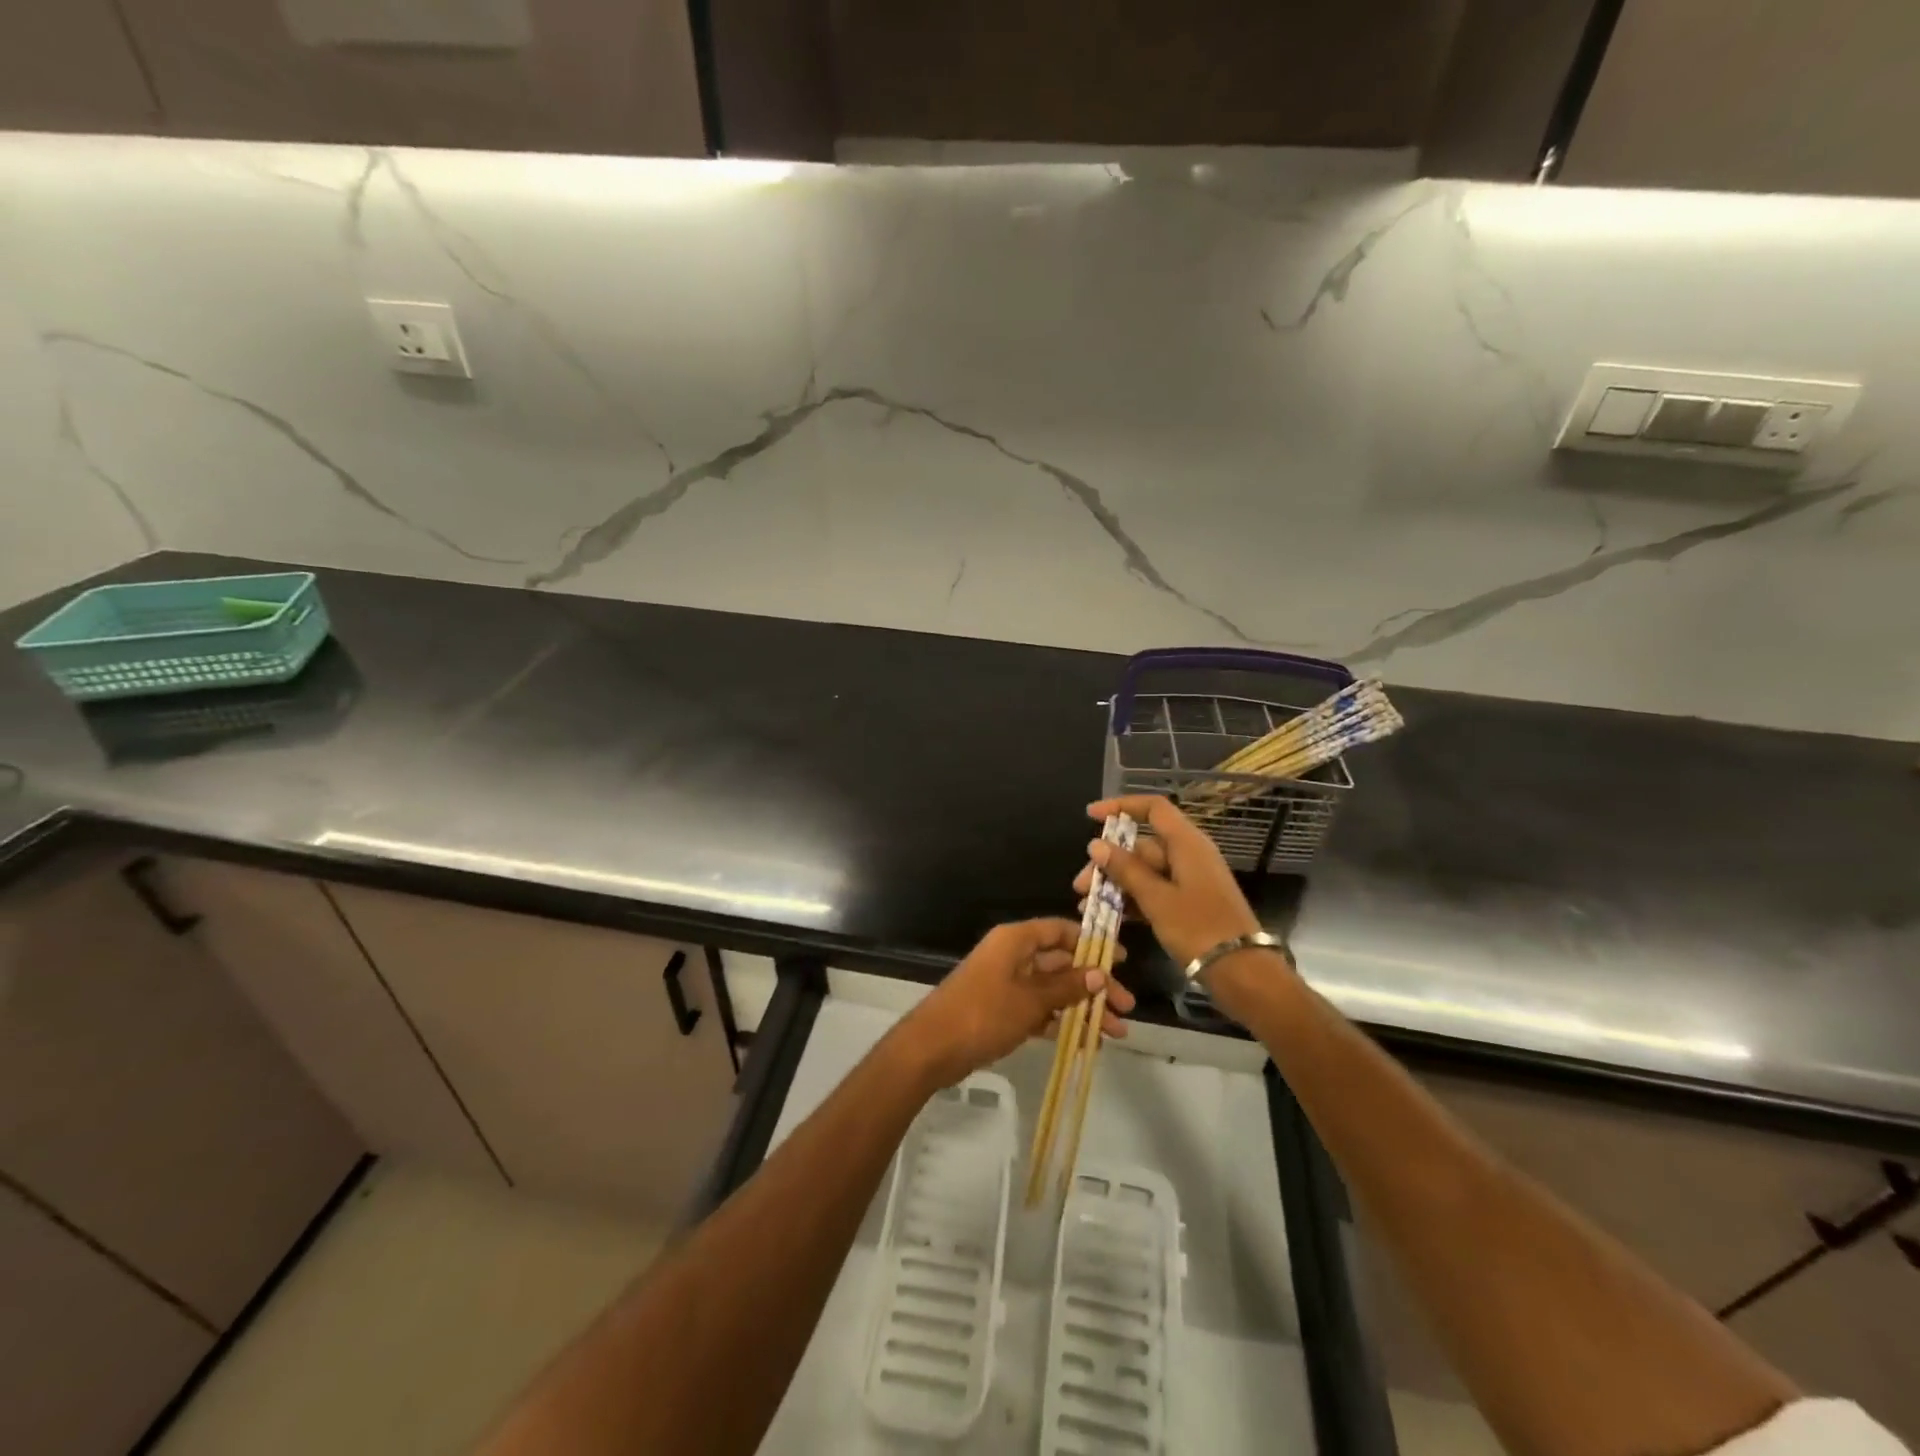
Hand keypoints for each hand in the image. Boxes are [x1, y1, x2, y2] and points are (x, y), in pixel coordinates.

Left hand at [902, 919, 1135, 1086]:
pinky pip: (1039, 1009)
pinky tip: (1085, 1041)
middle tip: (1126, 1008)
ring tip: (1115, 1033)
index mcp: (1016, 940)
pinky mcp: (1001, 1010)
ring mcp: (1006, 983)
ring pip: (1053, 989)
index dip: (1091, 943)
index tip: (1120, 960)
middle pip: (1061, 963)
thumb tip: (1098, 973)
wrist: (932, 1048)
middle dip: (1093, 985)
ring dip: (1082, 1007)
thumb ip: (1066, 987)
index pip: (1060, 931)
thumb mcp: (1030, 1000)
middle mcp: (1012, 955)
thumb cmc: (983, 1014)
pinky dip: (1060, 1021)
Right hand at [1073, 796, 1291, 1018]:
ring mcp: (1190, 880)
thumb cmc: (1199, 929)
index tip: (1091, 816)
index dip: (1121, 806)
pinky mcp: (1190, 903)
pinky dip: (1133, 899)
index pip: (1153, 809)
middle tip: (1081, 885)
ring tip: (1087, 904)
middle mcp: (1189, 855)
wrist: (1243, 973)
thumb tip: (1096, 845)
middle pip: (1142, 845)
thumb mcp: (1156, 899)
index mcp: (1187, 844)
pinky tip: (1110, 916)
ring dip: (1116, 884)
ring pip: (1145, 871)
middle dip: (1109, 861)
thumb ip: (1126, 870)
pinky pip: (1155, 891)